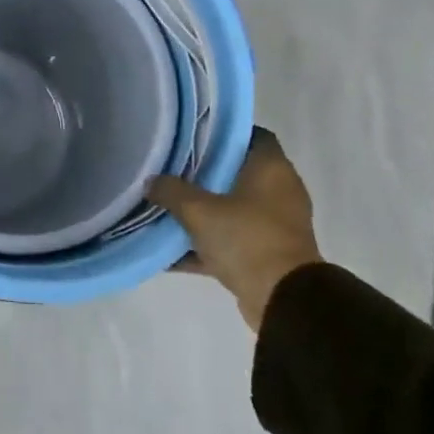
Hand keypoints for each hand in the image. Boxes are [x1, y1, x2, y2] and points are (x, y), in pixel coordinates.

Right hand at [147, 128, 321, 331]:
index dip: (222, 133)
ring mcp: (275, 225)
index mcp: (272, 169)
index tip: (192, 135)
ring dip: (202, 212)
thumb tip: (151, 181)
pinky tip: (169, 252)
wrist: (283, 300)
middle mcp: (278, 192)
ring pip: (231, 209)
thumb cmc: (247, 239)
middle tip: (170, 169)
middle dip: (203, 173)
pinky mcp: (266, 254)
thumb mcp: (199, 210)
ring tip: (165, 208)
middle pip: (236, 173)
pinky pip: (230, 241)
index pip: (250, 135)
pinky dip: (205, 245)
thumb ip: (171, 191)